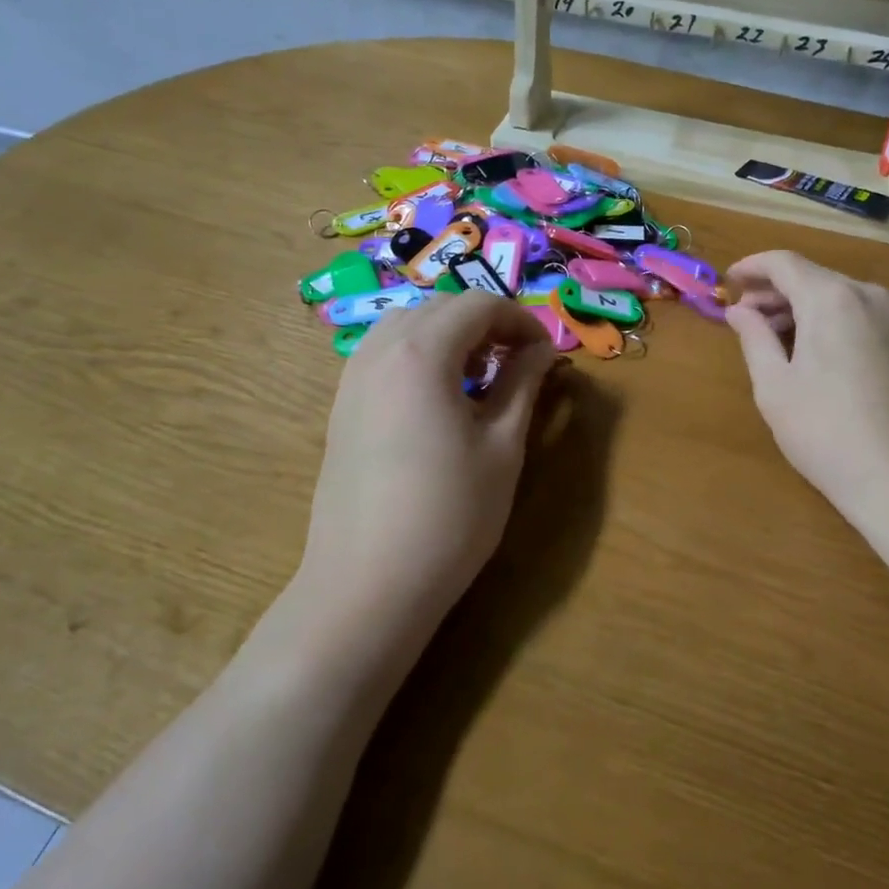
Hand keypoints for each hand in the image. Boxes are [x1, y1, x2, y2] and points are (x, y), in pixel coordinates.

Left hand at [295, 292, 556, 638]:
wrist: (367, 584)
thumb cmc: (450, 514)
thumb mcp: (502, 446)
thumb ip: (523, 384)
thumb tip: (543, 350)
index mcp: (422, 352)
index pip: (479, 305)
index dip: (521, 320)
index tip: (546, 354)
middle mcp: (380, 350)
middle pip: (440, 307)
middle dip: (486, 323)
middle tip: (518, 362)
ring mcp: (353, 378)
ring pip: (407, 325)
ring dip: (449, 335)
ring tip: (479, 376)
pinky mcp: (341, 406)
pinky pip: (384, 354)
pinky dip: (418, 355)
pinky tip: (438, 398)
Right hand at [724, 251, 888, 518]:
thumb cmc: (824, 431)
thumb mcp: (774, 385)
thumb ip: (754, 337)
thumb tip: (739, 310)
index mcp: (831, 299)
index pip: (784, 262)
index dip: (751, 267)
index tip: (726, 282)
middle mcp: (867, 296)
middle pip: (811, 276)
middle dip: (772, 290)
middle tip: (741, 315)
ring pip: (834, 295)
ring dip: (798, 306)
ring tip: (768, 335)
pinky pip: (855, 314)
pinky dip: (824, 320)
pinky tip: (806, 350)